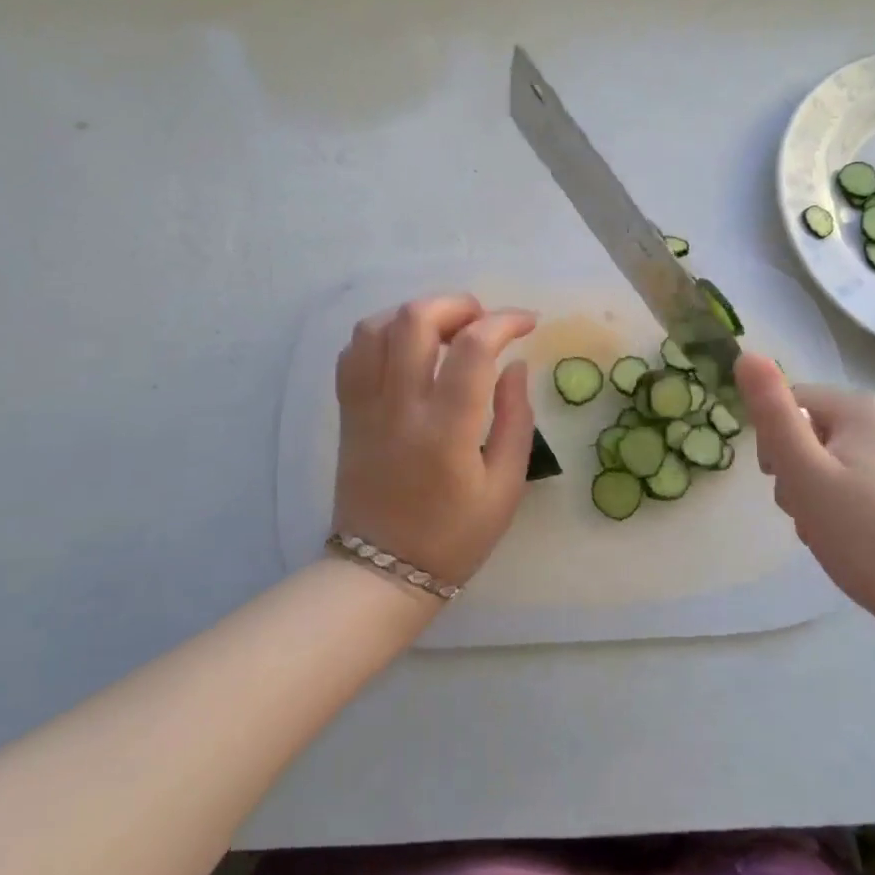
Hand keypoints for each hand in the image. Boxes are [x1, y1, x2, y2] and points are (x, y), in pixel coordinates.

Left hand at [333, 295, 538, 590]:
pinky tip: (406, 349)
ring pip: (376, 327)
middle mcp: (400, 408)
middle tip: (482, 321)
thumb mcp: (505, 487)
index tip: (527, 323)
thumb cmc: (454, 536)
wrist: (381, 571)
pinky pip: (352, 352)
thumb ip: (515, 419)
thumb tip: (515, 364)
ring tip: (444, 330)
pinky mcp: (347, 412)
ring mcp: (365, 406)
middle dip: (456, 303)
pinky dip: (381, 334)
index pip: (473, 349)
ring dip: (416, 313)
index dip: (504, 321)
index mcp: (446, 430)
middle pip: (415, 320)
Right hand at [735, 354, 874, 634]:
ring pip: (837, 459)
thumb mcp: (804, 472)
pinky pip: (865, 478)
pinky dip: (848, 503)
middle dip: (798, 471)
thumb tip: (746, 354)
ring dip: (819, 491)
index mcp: (864, 407)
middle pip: (815, 431)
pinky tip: (854, 538)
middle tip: (807, 514)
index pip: (791, 404)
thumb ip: (772, 413)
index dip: (774, 443)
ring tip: (828, 532)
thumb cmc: (866, 535)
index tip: (781, 484)